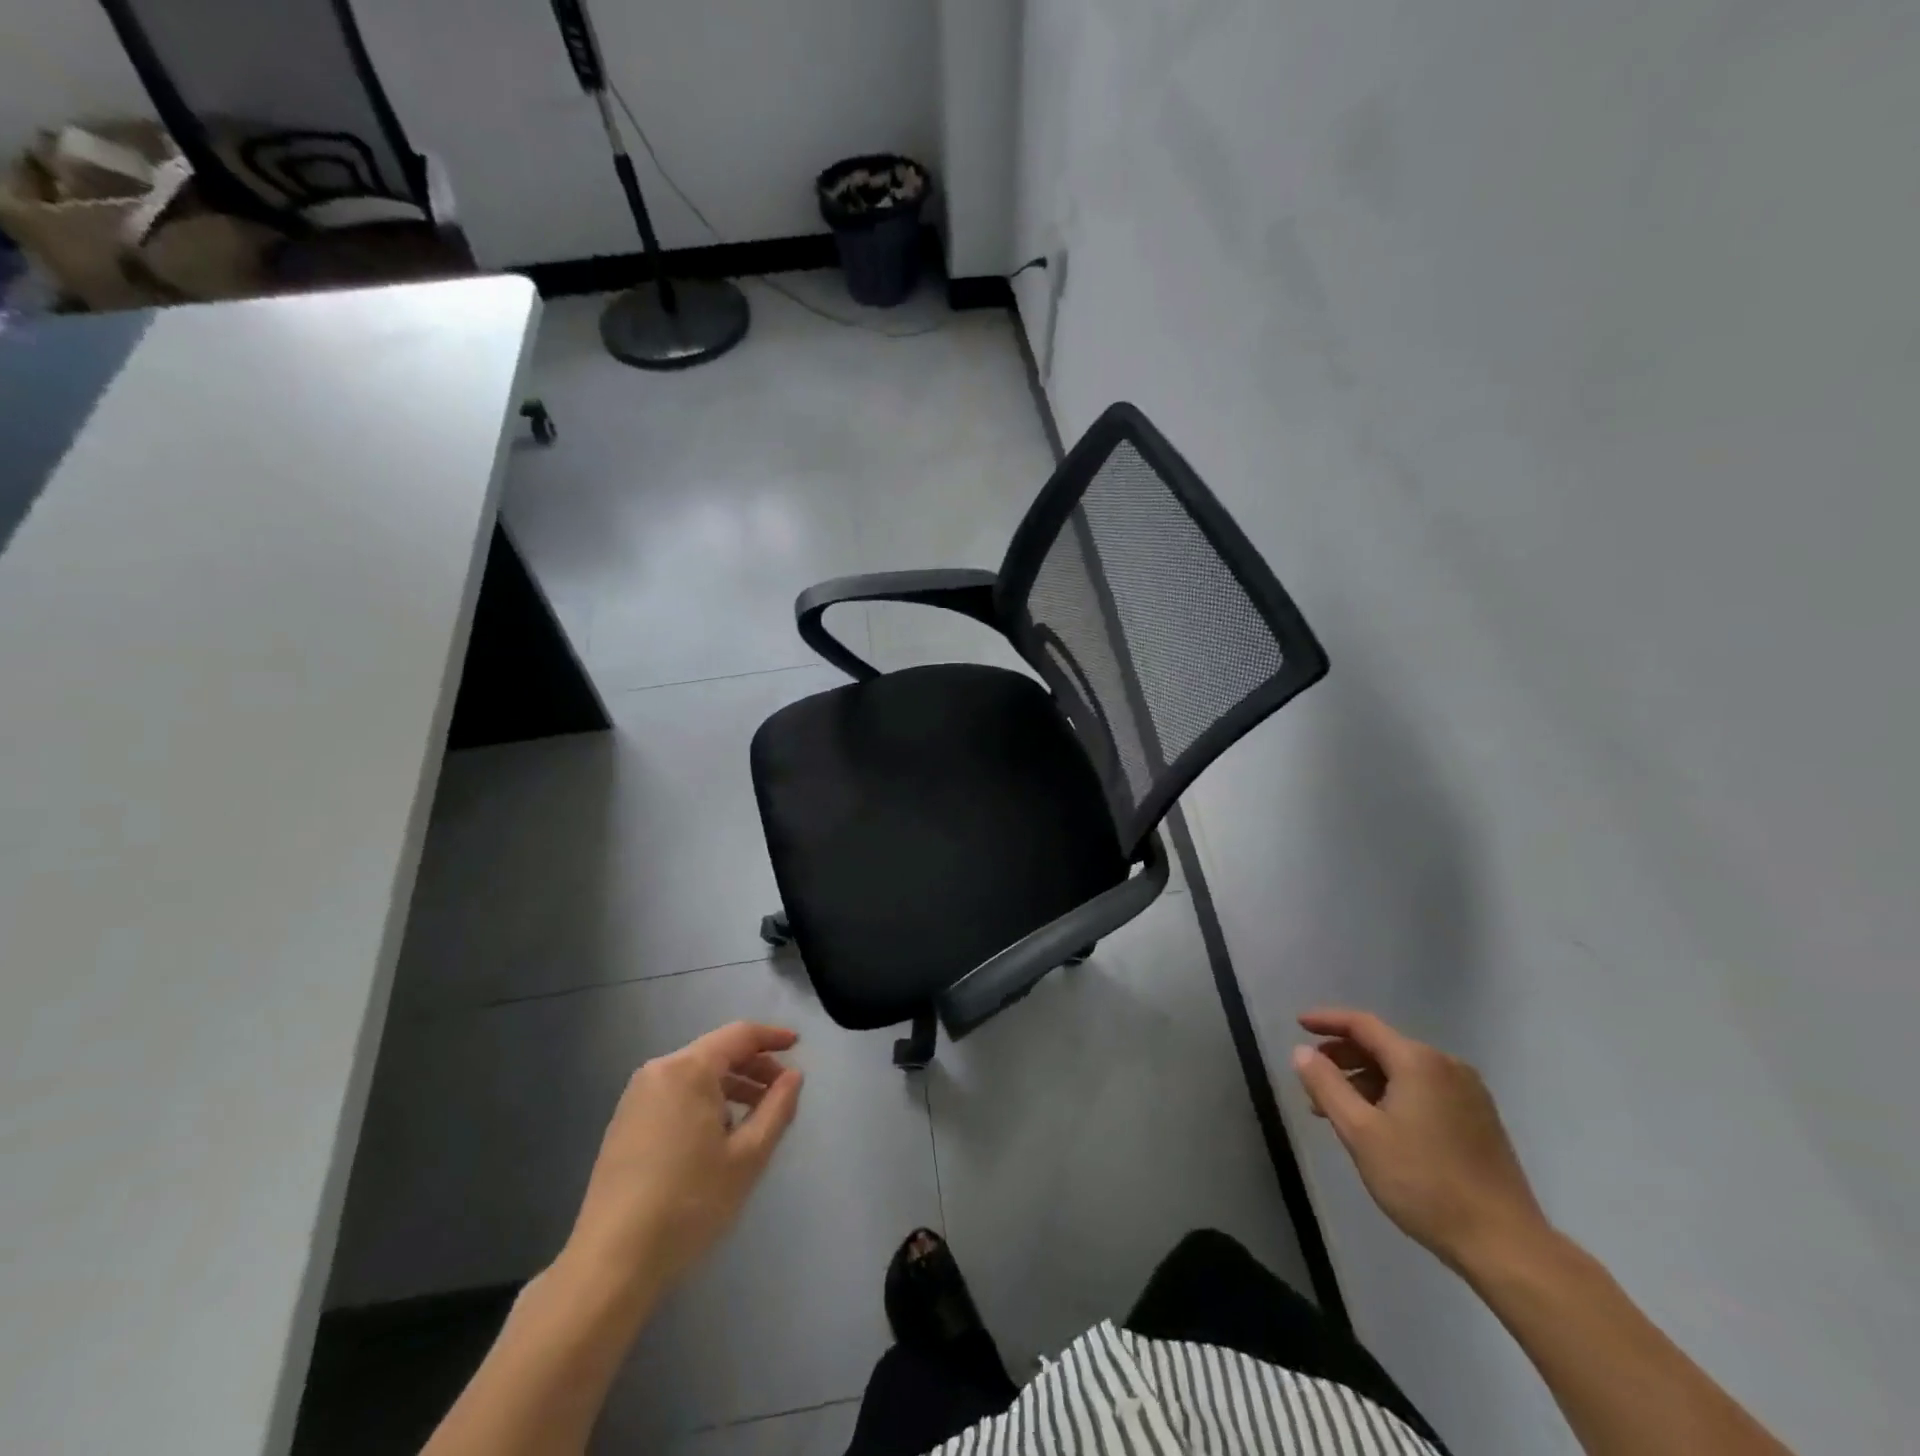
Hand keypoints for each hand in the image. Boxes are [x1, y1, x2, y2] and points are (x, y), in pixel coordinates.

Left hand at [562, 1022, 803, 1298]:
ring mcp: (636, 1097)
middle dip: (753, 1066)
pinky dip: (703, 1100)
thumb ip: (777, 1108)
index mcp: (689, 1070)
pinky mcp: (624, 1123)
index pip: (739, 1035)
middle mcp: (659, 1071)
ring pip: (695, 1075)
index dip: (772, 1037)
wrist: (611, 1263)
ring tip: (755, 1118)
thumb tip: (793, 1076)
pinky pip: (674, 1094)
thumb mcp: (748, 1156)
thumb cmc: (689, 1203)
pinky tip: (716, 1136)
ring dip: (729, 1086)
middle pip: (716, 1052)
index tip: (798, 1045)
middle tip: (781, 1090)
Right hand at [1291, 1008, 1548, 1273]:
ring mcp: (1469, 1094)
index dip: (1326, 1020)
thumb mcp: (1360, 1132)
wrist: (1506, 1245)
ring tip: (1339, 1110)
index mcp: (1418, 1061)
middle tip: (1313, 1078)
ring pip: (1403, 1071)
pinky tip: (1378, 1125)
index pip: (1362, 1024)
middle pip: (1383, 1046)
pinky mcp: (1480, 1120)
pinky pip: (1424, 1091)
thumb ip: (1326, 1085)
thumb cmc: (1424, 1183)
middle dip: (1343, 1057)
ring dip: (1365, 1081)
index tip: (1297, 1025)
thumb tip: (1301, 1052)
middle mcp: (1447, 1066)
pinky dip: (1393, 1096)